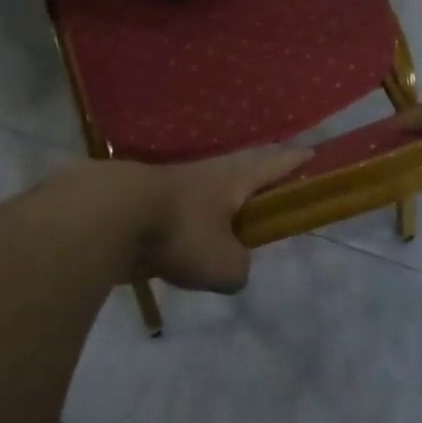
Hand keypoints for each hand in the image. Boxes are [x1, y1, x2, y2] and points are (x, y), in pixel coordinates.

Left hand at [124, 148, 312, 292]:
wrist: (109, 216)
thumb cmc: (181, 232)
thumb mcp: (224, 265)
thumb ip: (239, 268)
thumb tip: (231, 268)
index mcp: (235, 179)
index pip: (275, 165)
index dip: (296, 162)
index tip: (312, 154)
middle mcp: (208, 174)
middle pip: (242, 173)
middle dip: (258, 181)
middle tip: (272, 194)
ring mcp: (175, 185)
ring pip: (208, 193)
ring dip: (221, 205)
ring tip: (229, 226)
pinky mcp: (147, 203)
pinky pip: (180, 213)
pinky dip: (189, 225)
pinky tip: (186, 244)